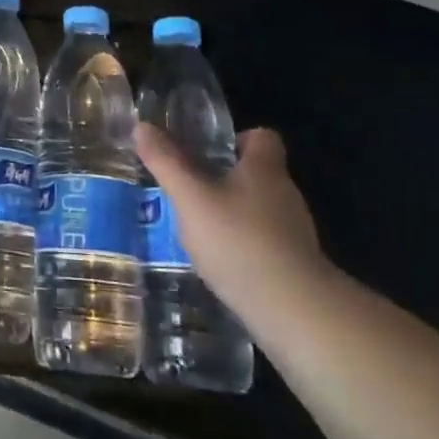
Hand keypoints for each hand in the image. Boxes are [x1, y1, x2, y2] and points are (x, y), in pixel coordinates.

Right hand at [134, 124, 327, 315]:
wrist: (294, 311)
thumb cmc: (238, 241)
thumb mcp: (190, 199)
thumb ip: (166, 163)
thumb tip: (142, 126)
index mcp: (265, 169)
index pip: (263, 137)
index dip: (237, 139)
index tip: (207, 153)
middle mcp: (286, 193)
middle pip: (258, 173)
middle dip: (226, 178)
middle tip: (190, 191)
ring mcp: (295, 232)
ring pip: (260, 209)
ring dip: (233, 214)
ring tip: (199, 229)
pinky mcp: (296, 265)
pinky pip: (266, 242)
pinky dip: (244, 245)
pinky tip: (221, 262)